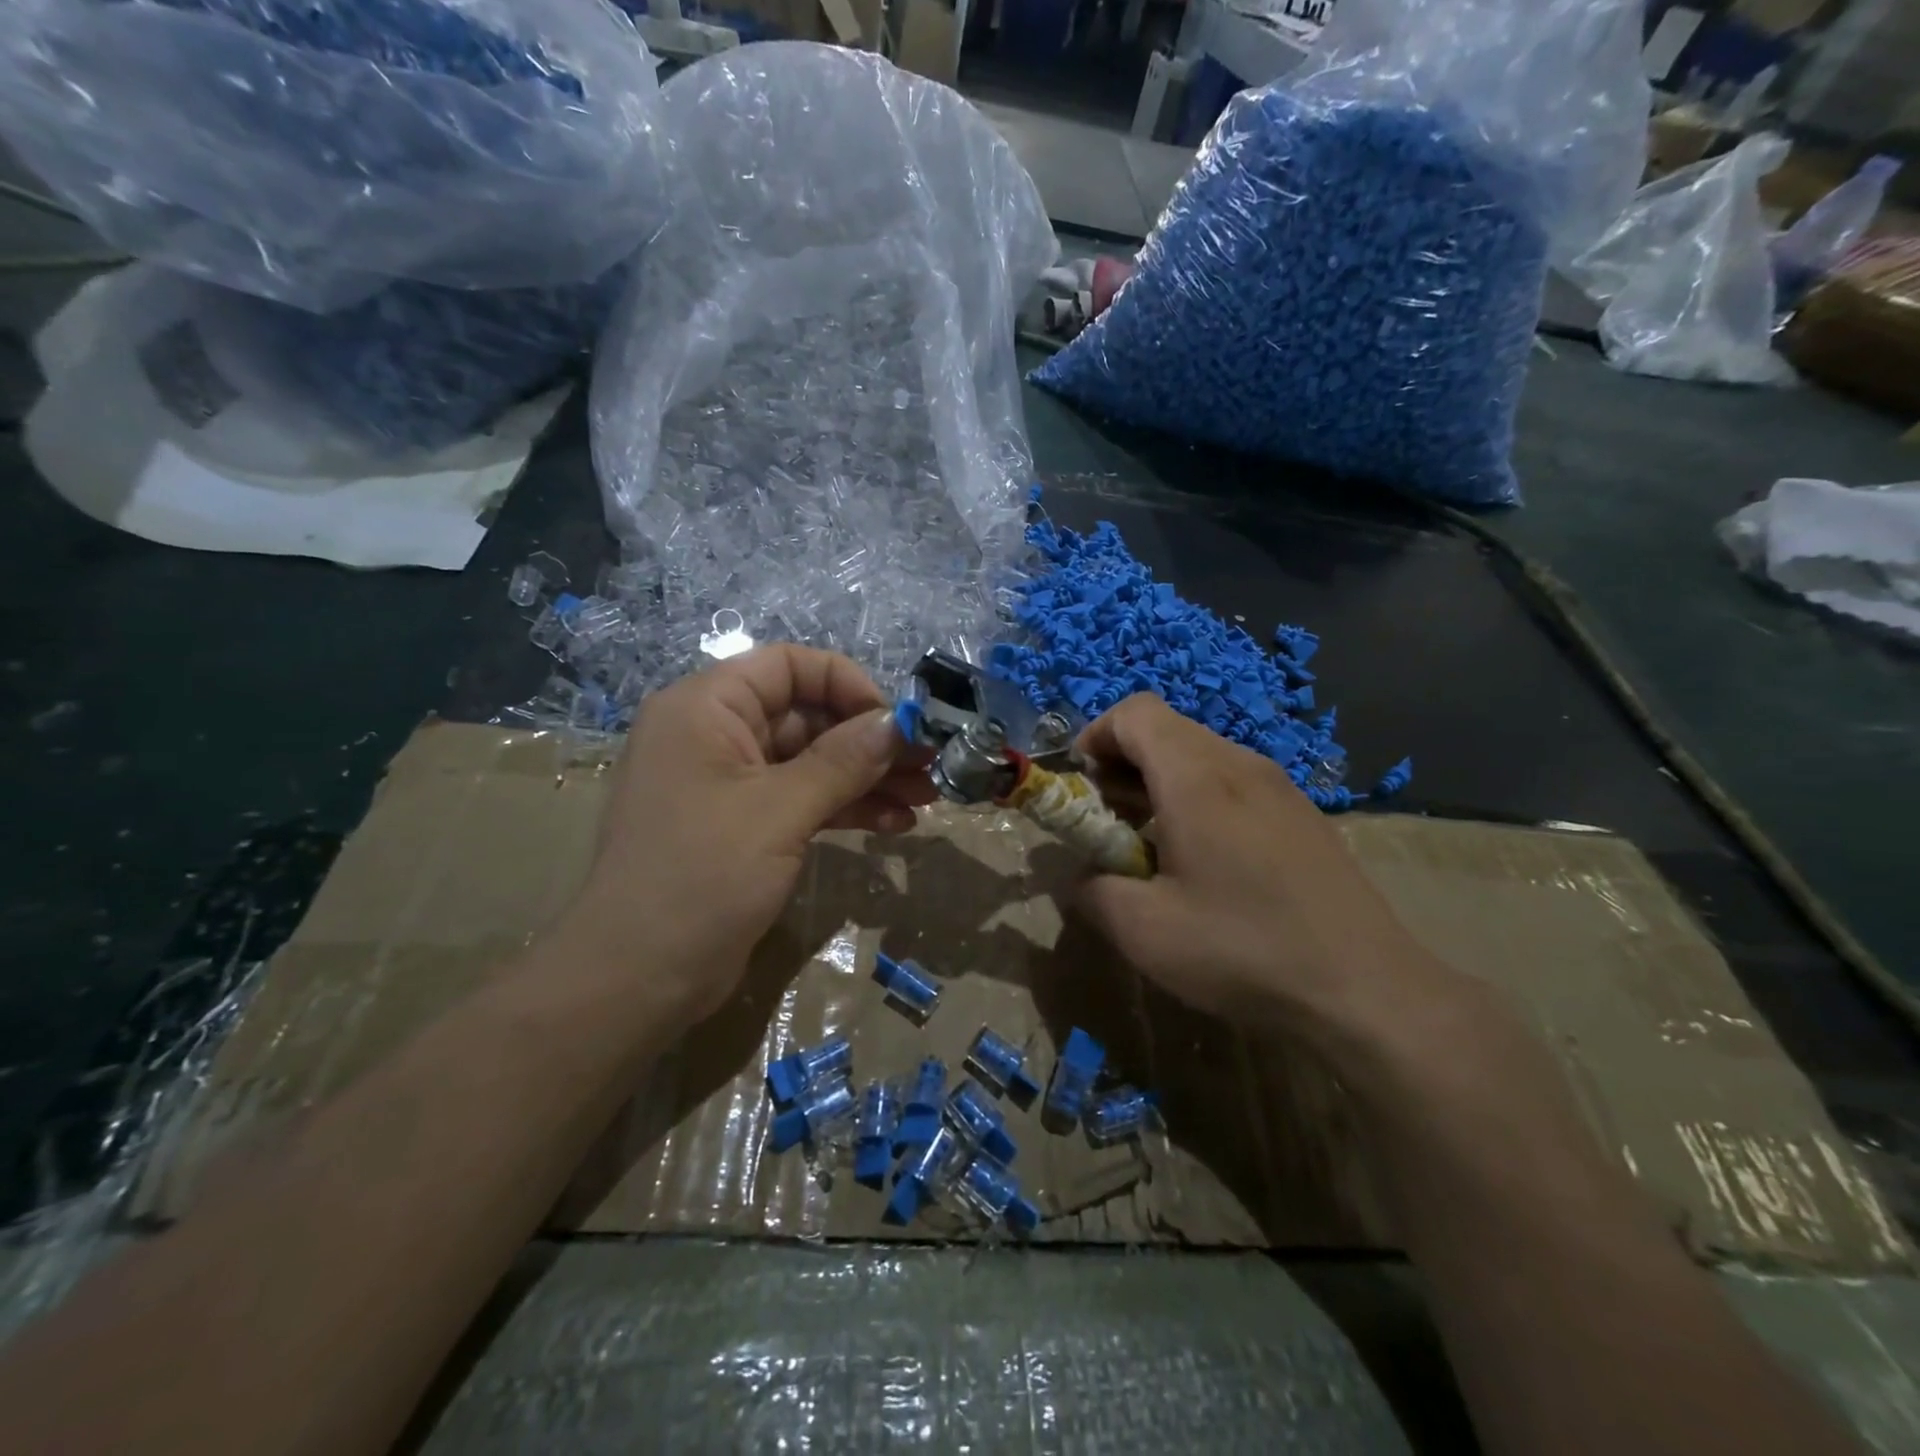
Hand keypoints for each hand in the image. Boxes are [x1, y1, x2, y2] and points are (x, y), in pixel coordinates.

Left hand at [559, 646, 932, 1021]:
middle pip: (807, 717)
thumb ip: (843, 761)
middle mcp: (716, 736)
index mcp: (706, 708)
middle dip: (869, 742)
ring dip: (867, 778)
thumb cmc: (701, 876)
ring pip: (811, 763)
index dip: (846, 685)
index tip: (894, 722)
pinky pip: (802, 801)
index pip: (788, 667)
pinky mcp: (744, 827)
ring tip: (925, 798)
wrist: (637, 979)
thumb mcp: (779, 811)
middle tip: (928, 764)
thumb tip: (897, 723)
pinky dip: (845, 809)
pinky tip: (894, 824)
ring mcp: (730, 784)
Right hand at [1072, 694, 1452, 1047]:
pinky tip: (1205, 862)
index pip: (1135, 712)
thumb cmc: (1243, 949)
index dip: (1096, 736)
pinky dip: (1199, 799)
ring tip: (1151, 845)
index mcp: (1197, 777)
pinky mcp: (1302, 813)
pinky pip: (1234, 782)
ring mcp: (1279, 786)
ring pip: (1201, 755)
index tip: (1082, 787)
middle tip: (1109, 823)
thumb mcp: (1143, 930)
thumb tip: (1083, 876)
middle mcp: (1240, 764)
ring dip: (1160, 784)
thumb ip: (1092, 890)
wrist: (1368, 990)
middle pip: (1166, 730)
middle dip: (1122, 764)